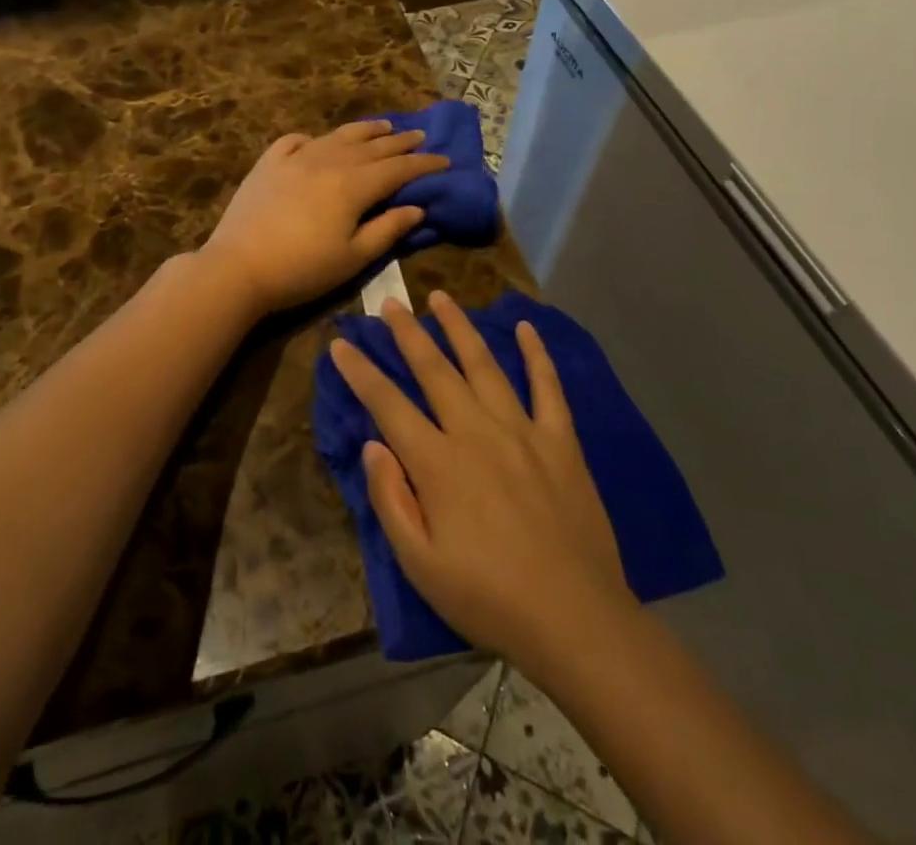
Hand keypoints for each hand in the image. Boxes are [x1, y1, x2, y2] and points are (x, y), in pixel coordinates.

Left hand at [199, 119, 449, 315]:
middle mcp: (329, 161)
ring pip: (338, 136)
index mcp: (354, 184)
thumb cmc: (302, 269)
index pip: (398, 168)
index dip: (424, 164)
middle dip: (400, 142)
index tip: (445, 160)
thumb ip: (387, 230)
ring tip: (382, 125)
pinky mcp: (268, 163)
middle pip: (372, 146)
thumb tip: (417, 208)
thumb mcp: (353, 258)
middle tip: (420, 136)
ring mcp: (296, 158)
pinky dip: (314, 138)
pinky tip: (318, 141)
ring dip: (364, 130)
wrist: (238, 266)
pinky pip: (295, 140)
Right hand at [329, 291, 630, 671]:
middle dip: (407, 333)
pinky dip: (536, 354)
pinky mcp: (560, 440)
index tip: (341, 342)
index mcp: (438, 463)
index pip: (388, 404)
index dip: (360, 371)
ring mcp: (522, 431)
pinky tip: (525, 327)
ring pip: (484, 365)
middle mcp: (476, 432)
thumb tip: (372, 444)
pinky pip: (547, 386)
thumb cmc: (488, 598)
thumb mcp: (420, 564)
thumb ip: (391, 499)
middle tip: (389, 301)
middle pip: (434, 370)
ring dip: (459, 327)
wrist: (574, 619)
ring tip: (441, 297)